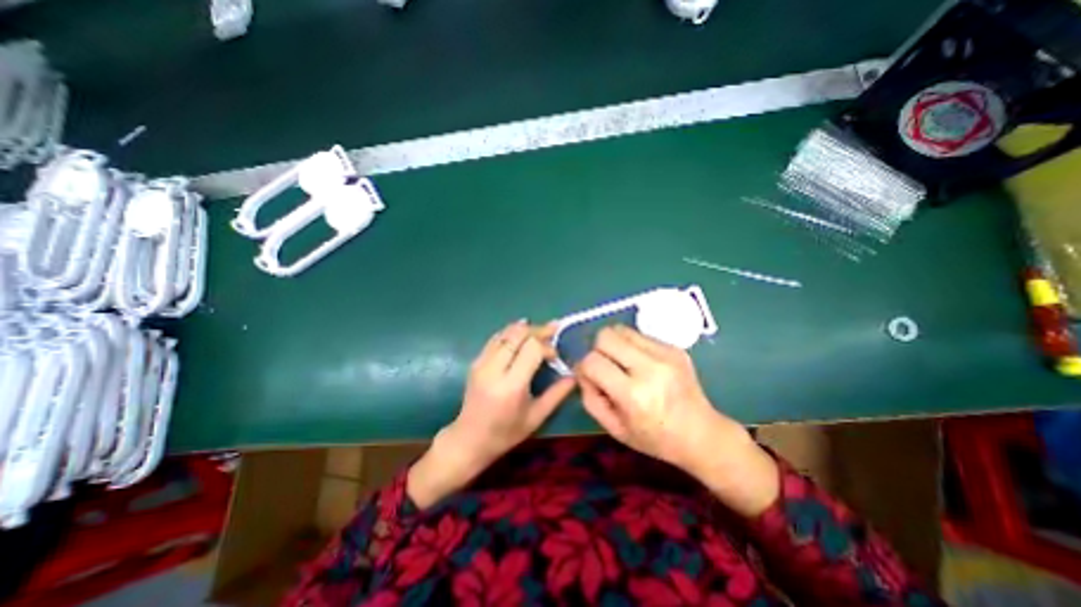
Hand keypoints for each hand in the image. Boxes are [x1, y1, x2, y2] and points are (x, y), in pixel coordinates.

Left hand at [407, 323, 578, 507]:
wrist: (469, 438)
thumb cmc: (506, 433)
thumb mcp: (536, 417)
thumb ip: (557, 394)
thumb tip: (575, 375)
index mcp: (511, 385)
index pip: (532, 348)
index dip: (547, 346)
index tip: (555, 356)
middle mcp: (494, 369)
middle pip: (518, 334)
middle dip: (538, 330)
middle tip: (552, 331)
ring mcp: (482, 362)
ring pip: (506, 332)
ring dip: (525, 329)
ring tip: (539, 332)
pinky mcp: (476, 361)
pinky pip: (496, 338)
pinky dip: (511, 333)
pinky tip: (521, 336)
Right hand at [584, 327, 776, 517]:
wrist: (702, 434)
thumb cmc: (655, 438)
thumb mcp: (614, 429)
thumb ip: (590, 398)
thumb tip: (582, 371)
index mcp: (634, 395)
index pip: (592, 361)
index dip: (583, 368)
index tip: (589, 377)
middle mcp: (650, 368)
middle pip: (606, 336)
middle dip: (597, 349)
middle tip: (604, 366)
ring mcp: (665, 354)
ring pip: (621, 330)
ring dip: (613, 344)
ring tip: (621, 362)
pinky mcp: (674, 347)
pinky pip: (639, 335)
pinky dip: (631, 346)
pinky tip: (639, 363)